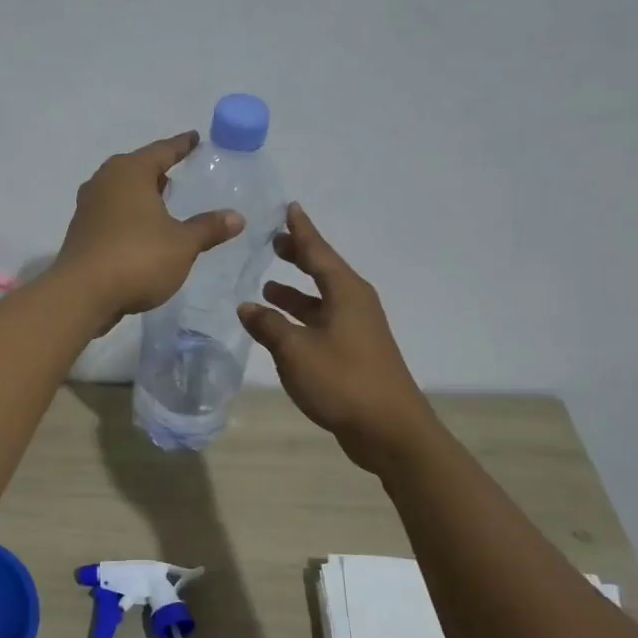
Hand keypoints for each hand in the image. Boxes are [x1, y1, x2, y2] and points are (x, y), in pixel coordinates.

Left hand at [56, 132, 243, 320]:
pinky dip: (128, 215)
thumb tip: (236, 217)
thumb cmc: (137, 258)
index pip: (162, 150)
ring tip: (162, 201)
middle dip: (157, 170)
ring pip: (121, 191)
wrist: (81, 295)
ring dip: (140, 194)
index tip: (194, 138)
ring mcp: (88, 207)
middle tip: (178, 172)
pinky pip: (111, 213)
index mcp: (130, 172)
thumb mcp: (182, 244)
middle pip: (137, 168)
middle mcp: (104, 181)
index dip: (181, 145)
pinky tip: (141, 230)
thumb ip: (208, 228)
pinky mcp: (81, 232)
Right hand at [238, 204, 429, 472]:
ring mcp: (357, 329)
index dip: (302, 230)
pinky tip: (281, 327)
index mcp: (346, 293)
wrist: (389, 429)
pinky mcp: (354, 352)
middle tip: (274, 242)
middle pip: (323, 272)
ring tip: (268, 286)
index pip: (318, 252)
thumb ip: (269, 325)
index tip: (290, 207)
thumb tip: (248, 306)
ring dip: (296, 292)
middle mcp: (355, 304)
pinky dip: (301, 317)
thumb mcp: (295, 351)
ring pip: (321, 300)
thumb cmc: (342, 380)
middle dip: (299, 257)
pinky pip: (322, 322)